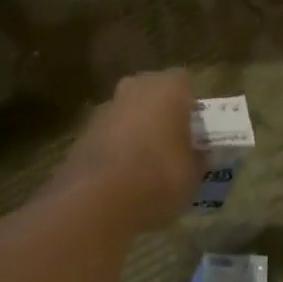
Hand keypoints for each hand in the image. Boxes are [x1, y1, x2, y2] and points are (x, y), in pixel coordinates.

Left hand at [49, 70, 204, 231]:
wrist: (99, 199)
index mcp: (167, 89)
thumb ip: (198, 157)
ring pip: (127, 112)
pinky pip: (108, 134)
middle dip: (161, 112)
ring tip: (146, 163)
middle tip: (172, 141)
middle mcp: (134, 88)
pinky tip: (122, 175)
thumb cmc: (159, 177)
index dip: (190, 105)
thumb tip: (199, 154)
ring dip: (136, 129)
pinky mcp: (83, 133)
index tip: (195, 129)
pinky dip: (116, 147)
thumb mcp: (194, 174)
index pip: (184, 82)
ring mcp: (105, 109)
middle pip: (152, 93)